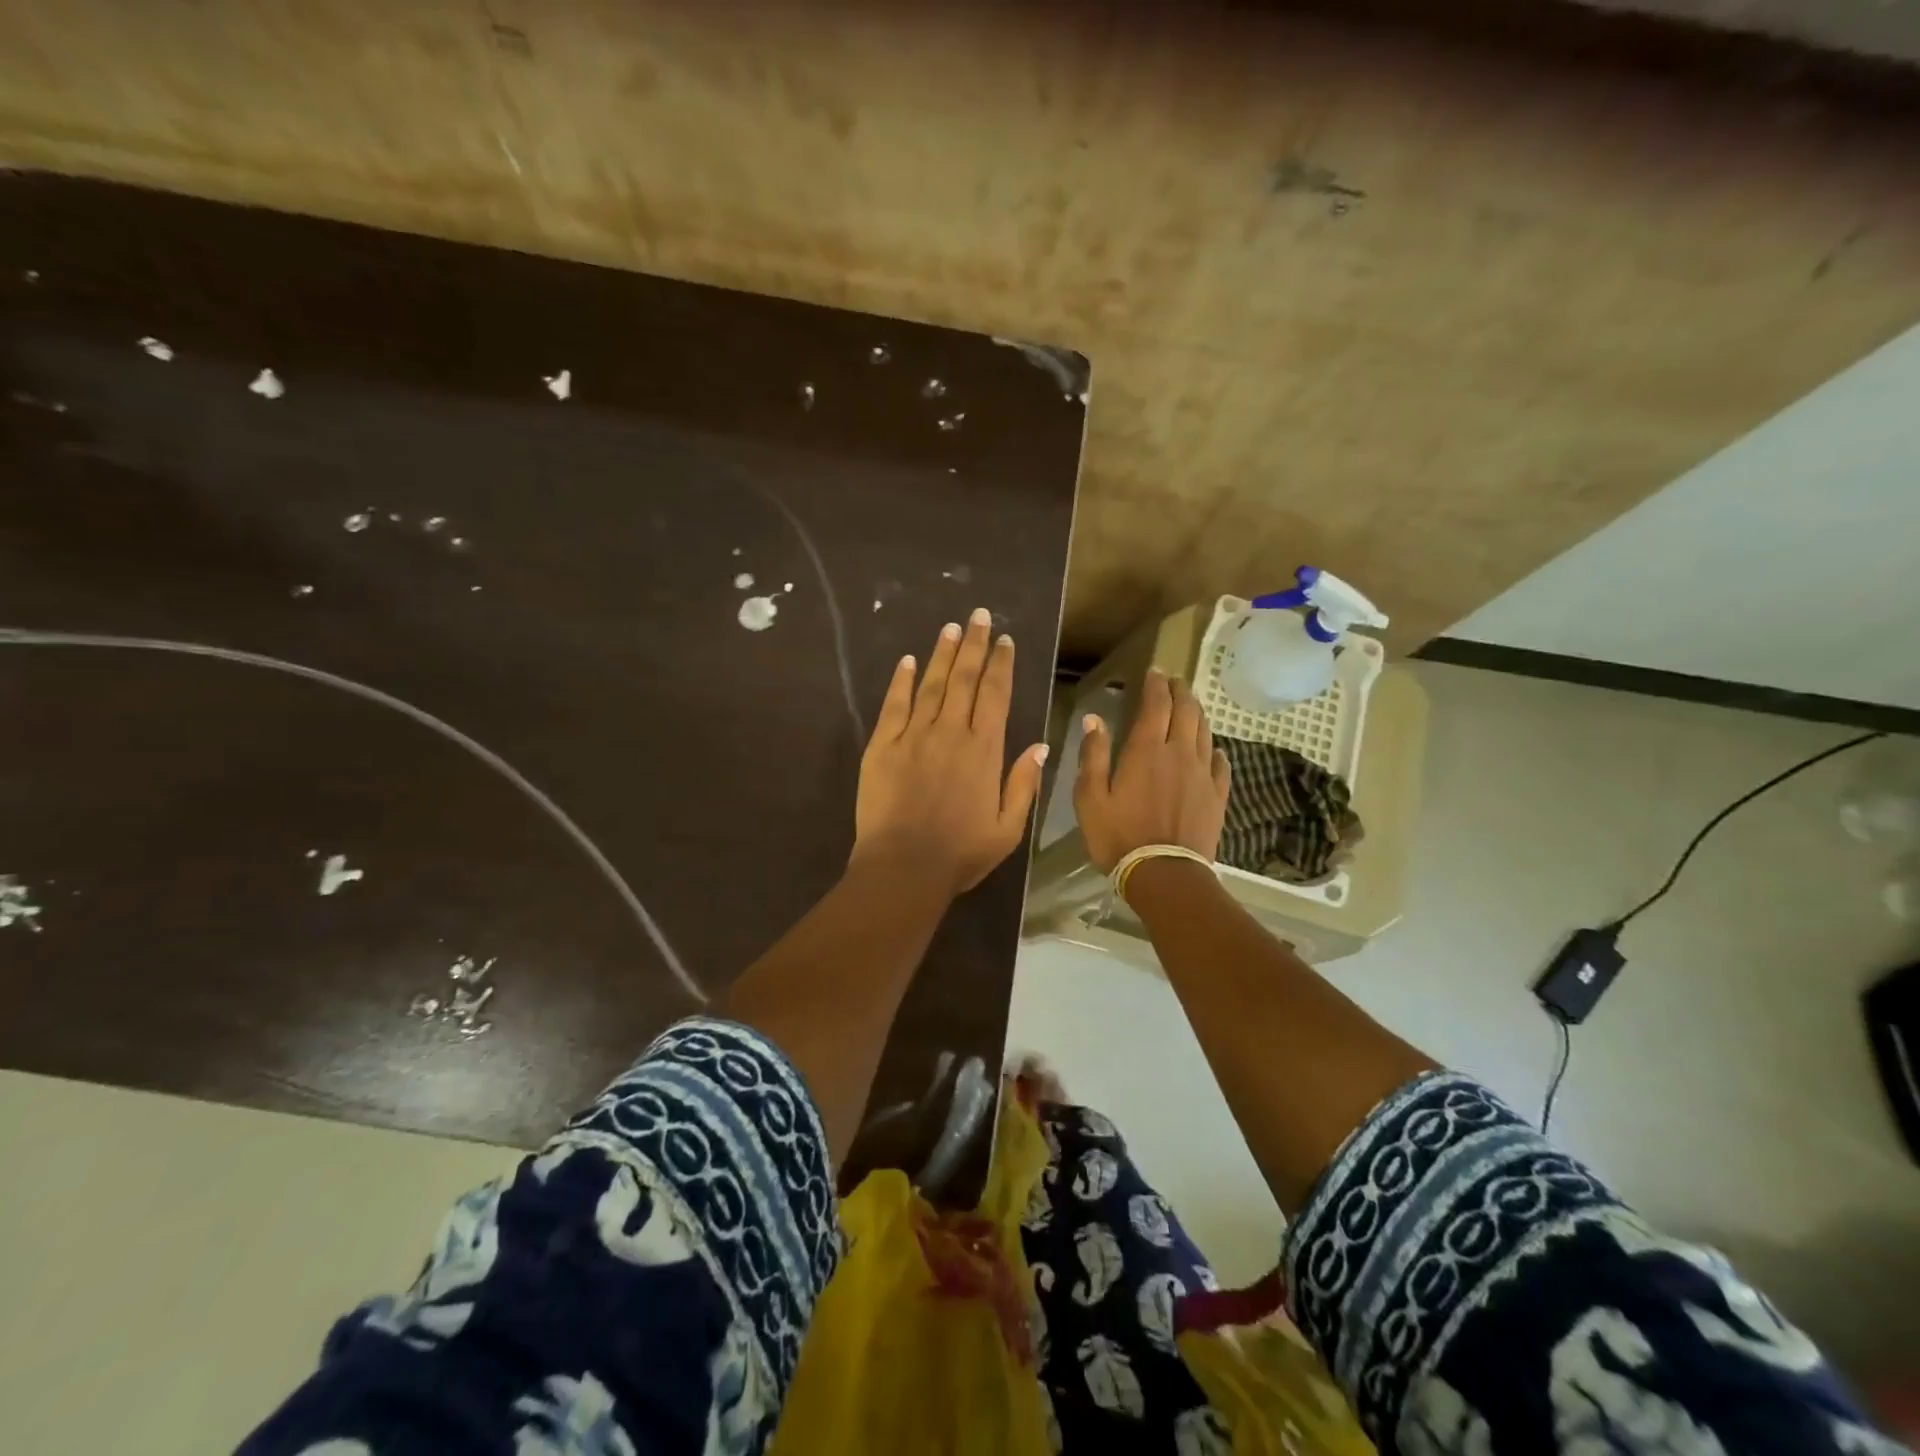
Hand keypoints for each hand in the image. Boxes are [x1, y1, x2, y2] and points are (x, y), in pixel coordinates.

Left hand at [853, 609, 1049, 896]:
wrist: (904, 867)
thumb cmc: (961, 853)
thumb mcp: (1008, 828)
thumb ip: (1024, 784)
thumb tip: (1041, 745)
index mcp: (984, 750)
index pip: (996, 695)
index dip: (1001, 664)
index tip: (1005, 640)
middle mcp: (951, 732)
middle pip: (965, 679)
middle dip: (975, 644)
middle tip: (979, 615)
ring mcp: (914, 736)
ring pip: (931, 684)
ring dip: (943, 654)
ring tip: (951, 628)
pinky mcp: (882, 746)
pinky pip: (894, 705)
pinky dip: (900, 681)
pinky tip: (906, 661)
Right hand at [1074, 667, 1230, 871]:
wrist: (1164, 874)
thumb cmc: (1118, 836)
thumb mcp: (1090, 797)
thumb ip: (1093, 755)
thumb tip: (1095, 719)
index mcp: (1146, 750)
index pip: (1156, 704)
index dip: (1156, 684)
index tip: (1155, 671)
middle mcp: (1179, 753)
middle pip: (1186, 711)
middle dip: (1181, 692)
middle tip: (1175, 681)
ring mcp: (1203, 774)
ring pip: (1205, 733)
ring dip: (1198, 714)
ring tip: (1191, 706)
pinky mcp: (1217, 796)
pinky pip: (1221, 764)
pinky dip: (1215, 749)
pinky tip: (1214, 749)